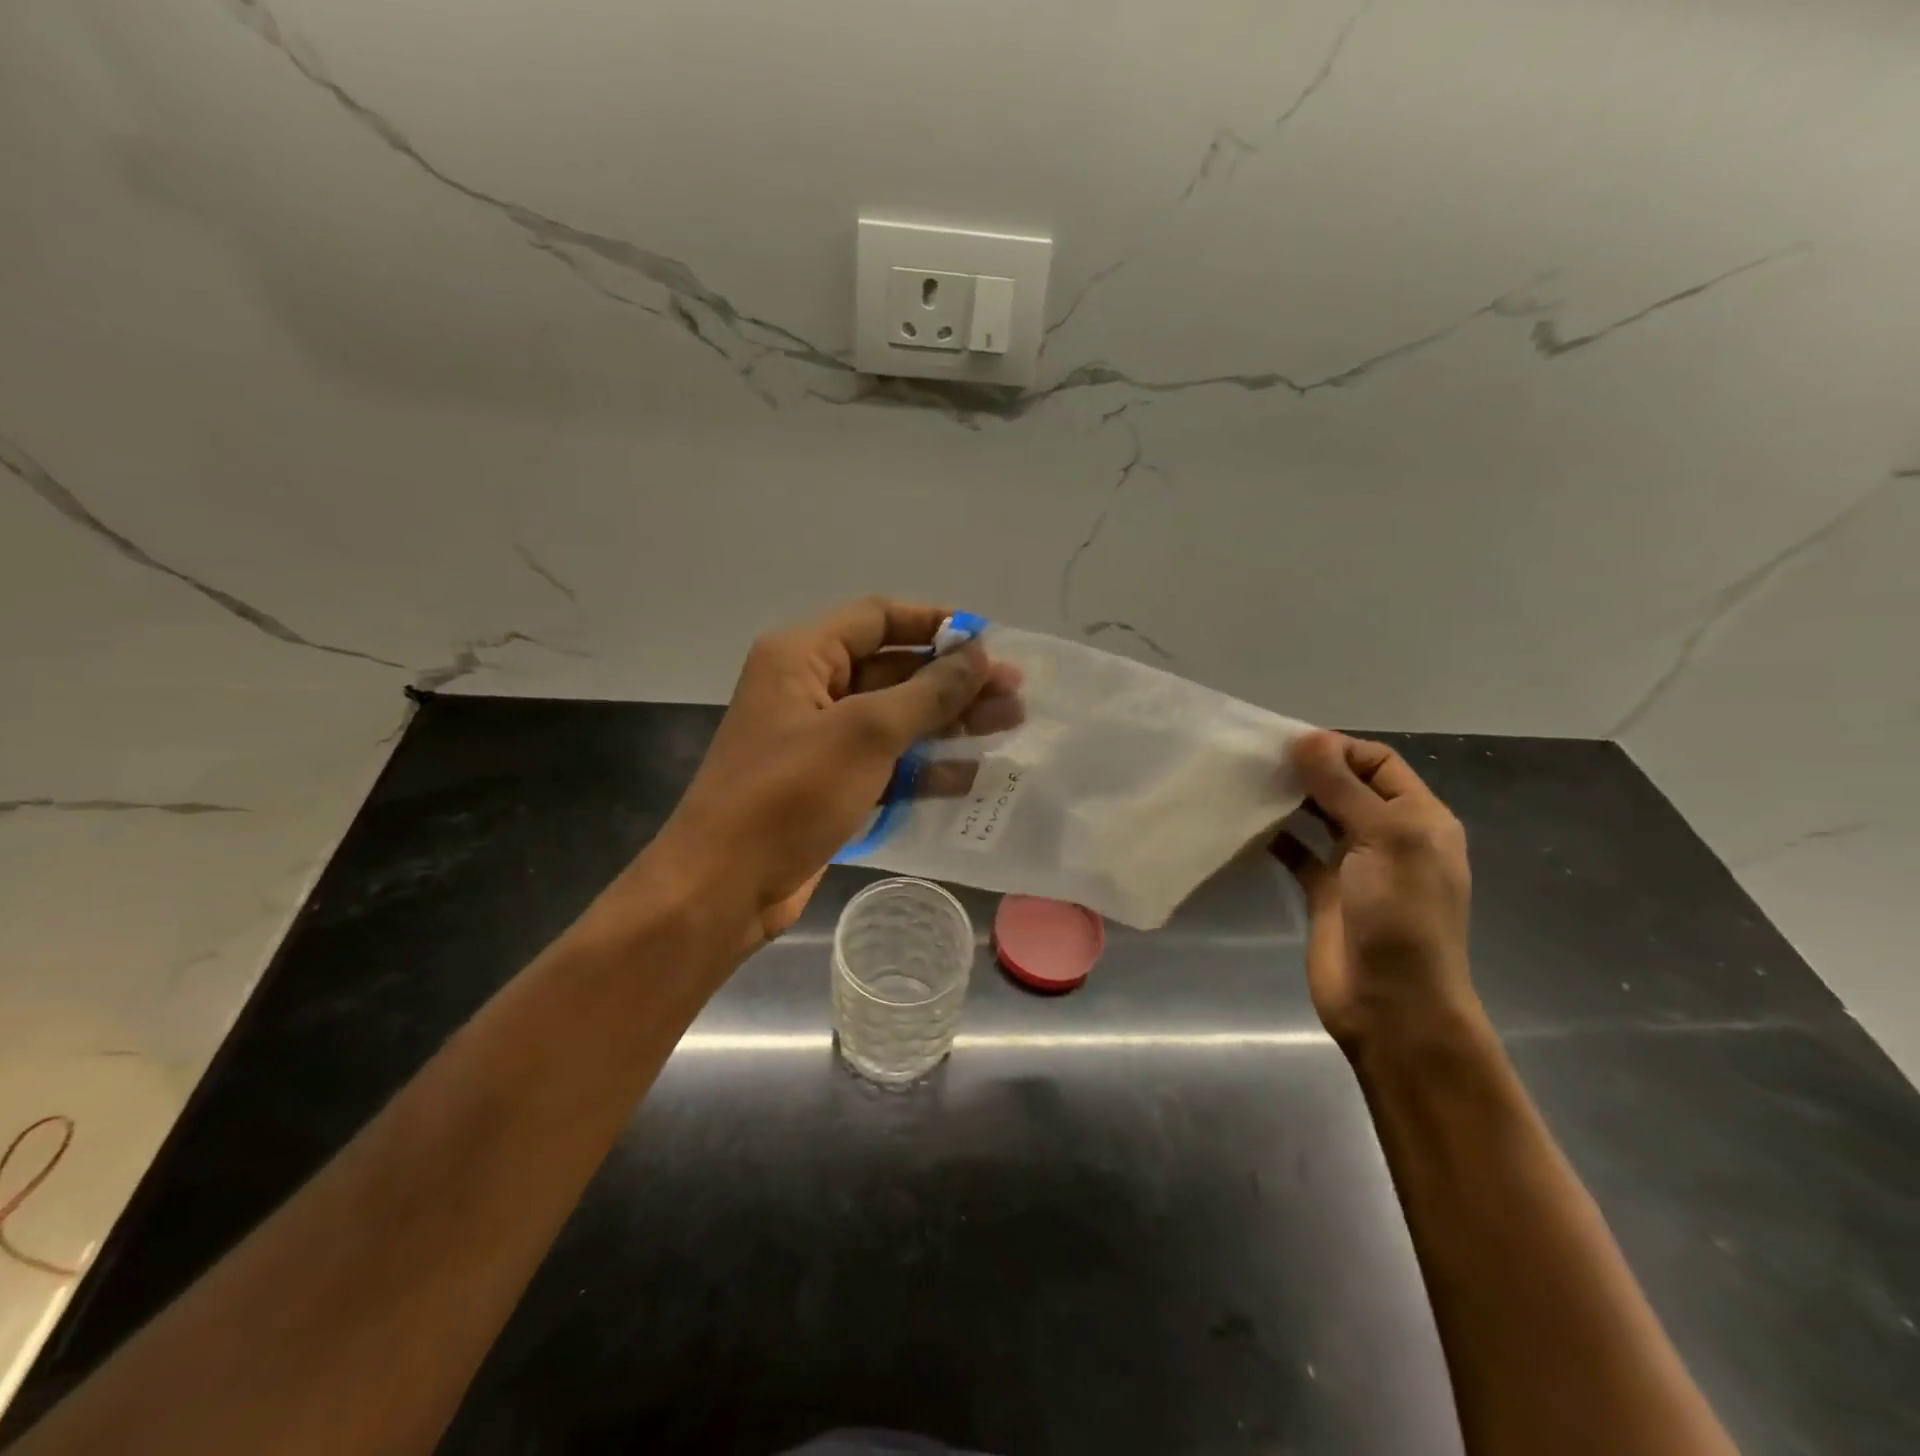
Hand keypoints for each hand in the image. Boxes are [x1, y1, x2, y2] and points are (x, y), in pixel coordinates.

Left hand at [642, 598, 1020, 950]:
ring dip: (949, 722)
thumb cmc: (790, 793)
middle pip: (894, 670)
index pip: (878, 619)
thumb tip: (978, 654)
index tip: (990, 641)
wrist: (725, 886)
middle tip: (1015, 692)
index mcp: (802, 656)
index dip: (936, 624)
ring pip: (895, 719)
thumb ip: (928, 692)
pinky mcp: (830, 784)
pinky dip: (925, 766)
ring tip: (1010, 725)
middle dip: (954, 681)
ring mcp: (820, 740)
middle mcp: (810, 689)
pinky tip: (972, 775)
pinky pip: (886, 762)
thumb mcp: (866, 733)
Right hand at [1276, 731, 1476, 1053]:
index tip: (1289, 746)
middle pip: (1348, 787)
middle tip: (1259, 761)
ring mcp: (1356, 866)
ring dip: (1291, 801)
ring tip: (1249, 785)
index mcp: (1419, 819)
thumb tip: (1307, 738)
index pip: (1379, 762)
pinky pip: (1298, 853)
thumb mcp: (1383, 840)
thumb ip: (1343, 788)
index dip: (1338, 749)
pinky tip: (1249, 828)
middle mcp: (1390, 836)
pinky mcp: (1325, 892)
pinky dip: (1276, 838)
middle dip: (1310, 771)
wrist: (1391, 1004)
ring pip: (1320, 817)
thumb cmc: (1399, 915)